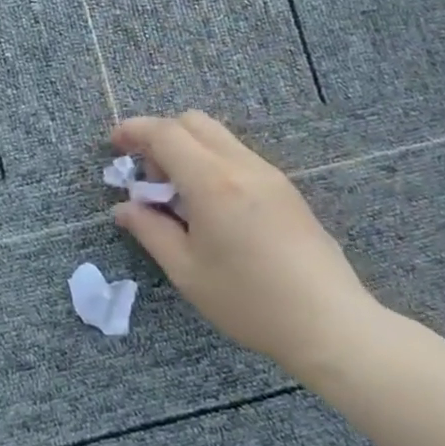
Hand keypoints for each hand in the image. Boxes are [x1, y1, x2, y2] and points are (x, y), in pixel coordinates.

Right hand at [112, 111, 387, 381]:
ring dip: (187, 149)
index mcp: (212, 182)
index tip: (114, 144)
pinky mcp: (285, 190)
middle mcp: (242, 166)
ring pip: (218, 137)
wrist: (330, 323)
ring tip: (176, 195)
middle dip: (161, 135)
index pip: (165, 133)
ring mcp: (269, 175)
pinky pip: (237, 156)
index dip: (134, 131)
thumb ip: (150, 231)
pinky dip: (211, 162)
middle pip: (193, 122)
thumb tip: (124, 208)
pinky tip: (208, 206)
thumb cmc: (249, 300)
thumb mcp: (186, 270)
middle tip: (146, 174)